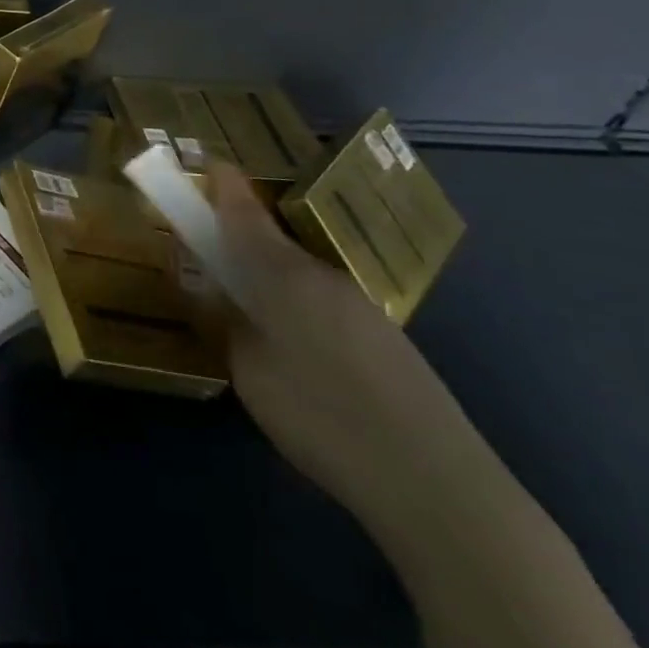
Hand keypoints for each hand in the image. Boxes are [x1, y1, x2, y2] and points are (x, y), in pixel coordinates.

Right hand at [204, 164, 484, 533]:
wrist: (439, 484)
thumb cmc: (323, 417)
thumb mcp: (251, 373)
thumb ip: (230, 327)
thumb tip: (226, 303)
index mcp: (284, 277)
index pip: (244, 217)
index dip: (224, 188)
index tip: (209, 163)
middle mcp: (324, 279)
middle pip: (272, 245)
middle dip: (239, 242)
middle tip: (211, 269)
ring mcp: (361, 308)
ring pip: (299, 278)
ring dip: (269, 281)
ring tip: (253, 326)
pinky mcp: (386, 340)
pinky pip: (324, 305)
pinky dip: (298, 310)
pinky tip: (301, 359)